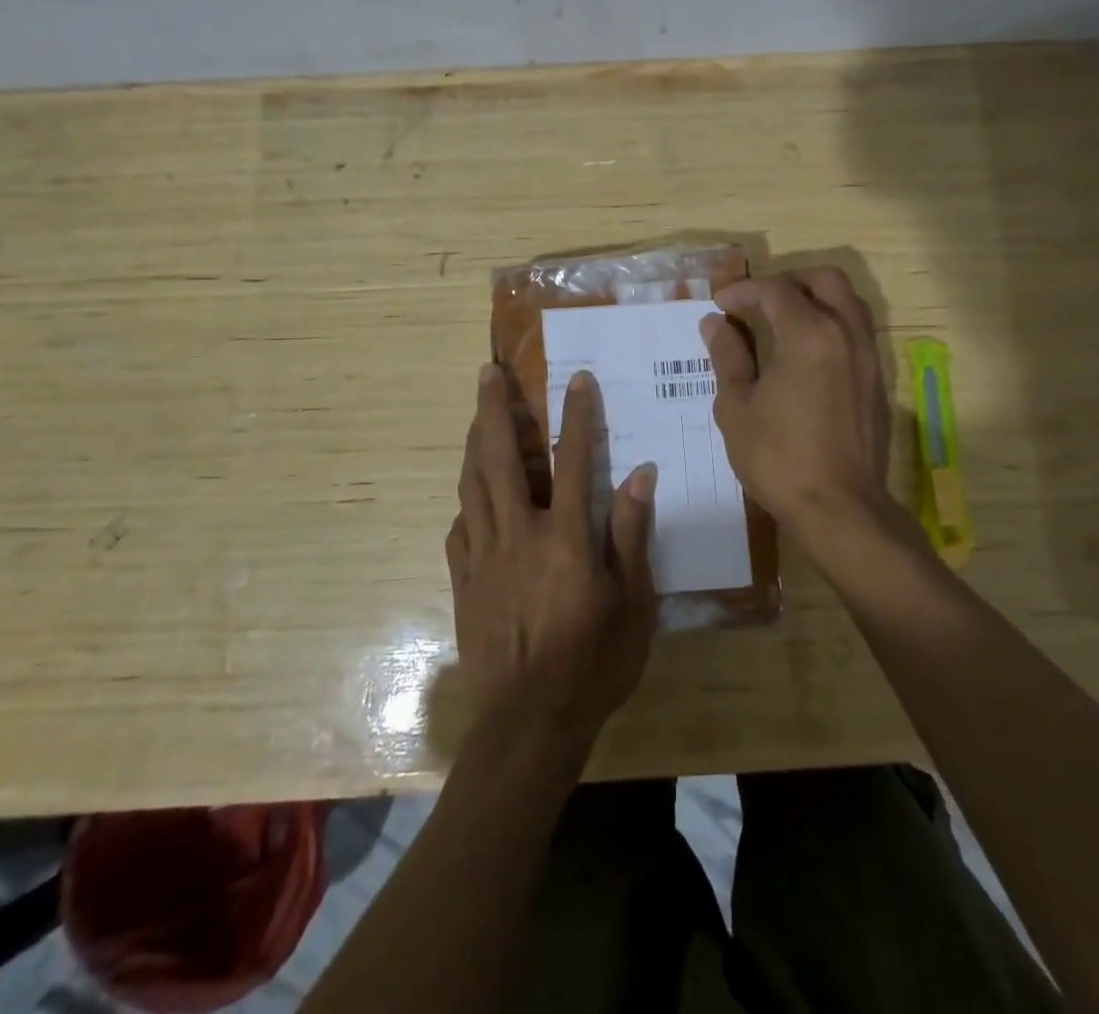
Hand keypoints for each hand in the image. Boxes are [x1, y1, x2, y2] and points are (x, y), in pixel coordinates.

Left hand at [446, 363, 657, 746]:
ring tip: (477, 414)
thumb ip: (631, 534)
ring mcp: (484, 556)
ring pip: (472, 485)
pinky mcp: (464, 581)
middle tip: (488, 373)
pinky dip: (465, 500)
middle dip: (495, 409)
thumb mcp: (632, 604)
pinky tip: (470, 493)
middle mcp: (518, 534)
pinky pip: (459, 528)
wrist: (528, 725)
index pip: (572, 460)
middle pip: (502, 458)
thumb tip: (639, 474)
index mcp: (565, 537)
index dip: (576, 416)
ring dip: (475, 443)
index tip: (577, 379)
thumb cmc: (593, 664)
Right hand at [700, 266, 898, 544]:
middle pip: (824, 280)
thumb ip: (728, 357)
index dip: (743, 290)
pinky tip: (806, 353)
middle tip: (758, 301)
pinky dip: (832, 324)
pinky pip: (857, 331)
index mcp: (808, 334)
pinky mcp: (878, 381)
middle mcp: (846, 333)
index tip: (720, 305)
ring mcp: (868, 356)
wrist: (840, 508)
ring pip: (848, 302)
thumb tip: (715, 324)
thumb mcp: (737, 407)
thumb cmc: (778, 457)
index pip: (775, 290)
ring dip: (815, 299)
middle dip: (788, 281)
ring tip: (783, 321)